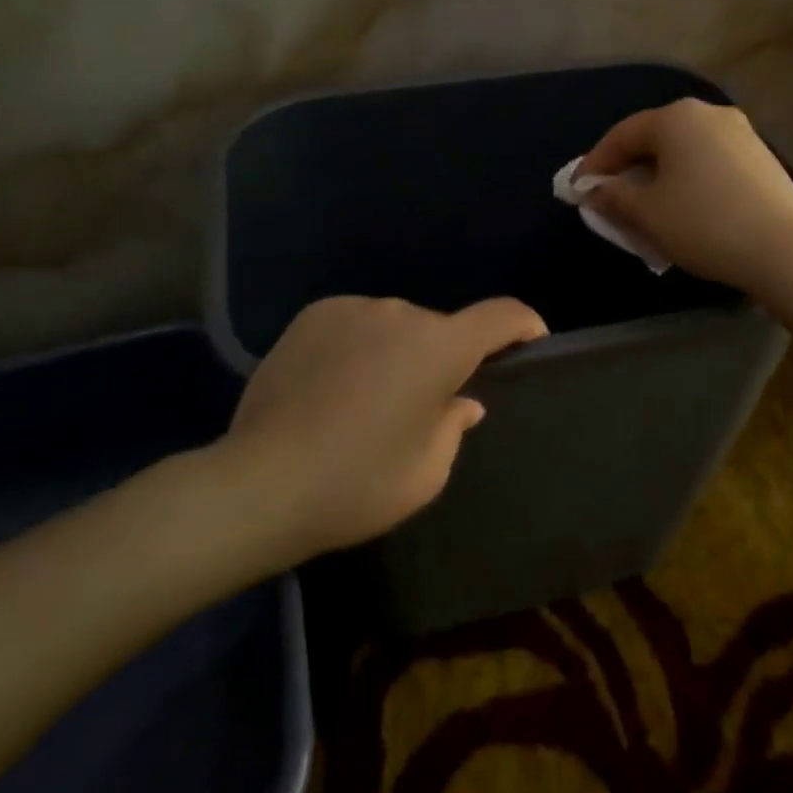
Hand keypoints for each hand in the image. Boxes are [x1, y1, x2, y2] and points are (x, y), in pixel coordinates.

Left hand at [224, 295, 547, 554]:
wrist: (261, 482)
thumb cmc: (358, 483)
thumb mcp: (426, 471)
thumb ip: (454, 425)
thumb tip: (462, 400)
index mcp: (439, 346)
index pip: (501, 314)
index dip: (525, 324)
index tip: (531, 342)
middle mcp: (400, 313)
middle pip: (440, 328)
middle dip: (443, 358)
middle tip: (422, 405)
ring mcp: (353, 308)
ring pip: (395, 326)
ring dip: (397, 352)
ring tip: (367, 400)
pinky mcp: (314, 315)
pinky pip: (356, 324)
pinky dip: (360, 346)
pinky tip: (333, 387)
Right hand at [579, 98, 792, 296]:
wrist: (787, 250)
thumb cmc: (704, 224)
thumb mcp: (647, 213)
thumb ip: (613, 196)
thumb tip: (595, 190)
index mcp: (676, 117)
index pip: (622, 134)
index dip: (595, 162)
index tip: (577, 190)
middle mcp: (709, 114)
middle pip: (654, 139)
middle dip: (627, 169)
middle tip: (609, 198)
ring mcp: (741, 134)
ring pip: (683, 152)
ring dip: (658, 177)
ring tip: (645, 208)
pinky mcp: (761, 158)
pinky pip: (709, 163)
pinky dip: (687, 181)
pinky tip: (683, 209)